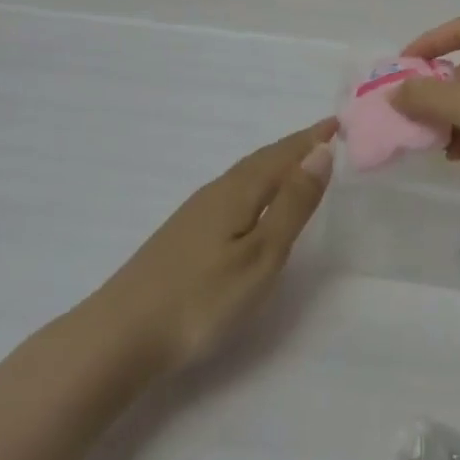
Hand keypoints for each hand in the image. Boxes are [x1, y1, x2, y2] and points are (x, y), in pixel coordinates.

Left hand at [95, 119, 337, 371]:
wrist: (121, 335)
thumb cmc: (202, 299)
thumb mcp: (261, 255)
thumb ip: (292, 205)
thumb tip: (321, 152)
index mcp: (238, 191)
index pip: (283, 155)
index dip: (311, 139)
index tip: (337, 123)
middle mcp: (216, 192)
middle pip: (262, 160)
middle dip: (294, 147)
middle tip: (323, 138)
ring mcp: (195, 213)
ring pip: (244, 176)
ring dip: (274, 164)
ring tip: (296, 164)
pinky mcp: (184, 235)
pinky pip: (231, 192)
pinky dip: (255, 185)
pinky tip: (252, 203)